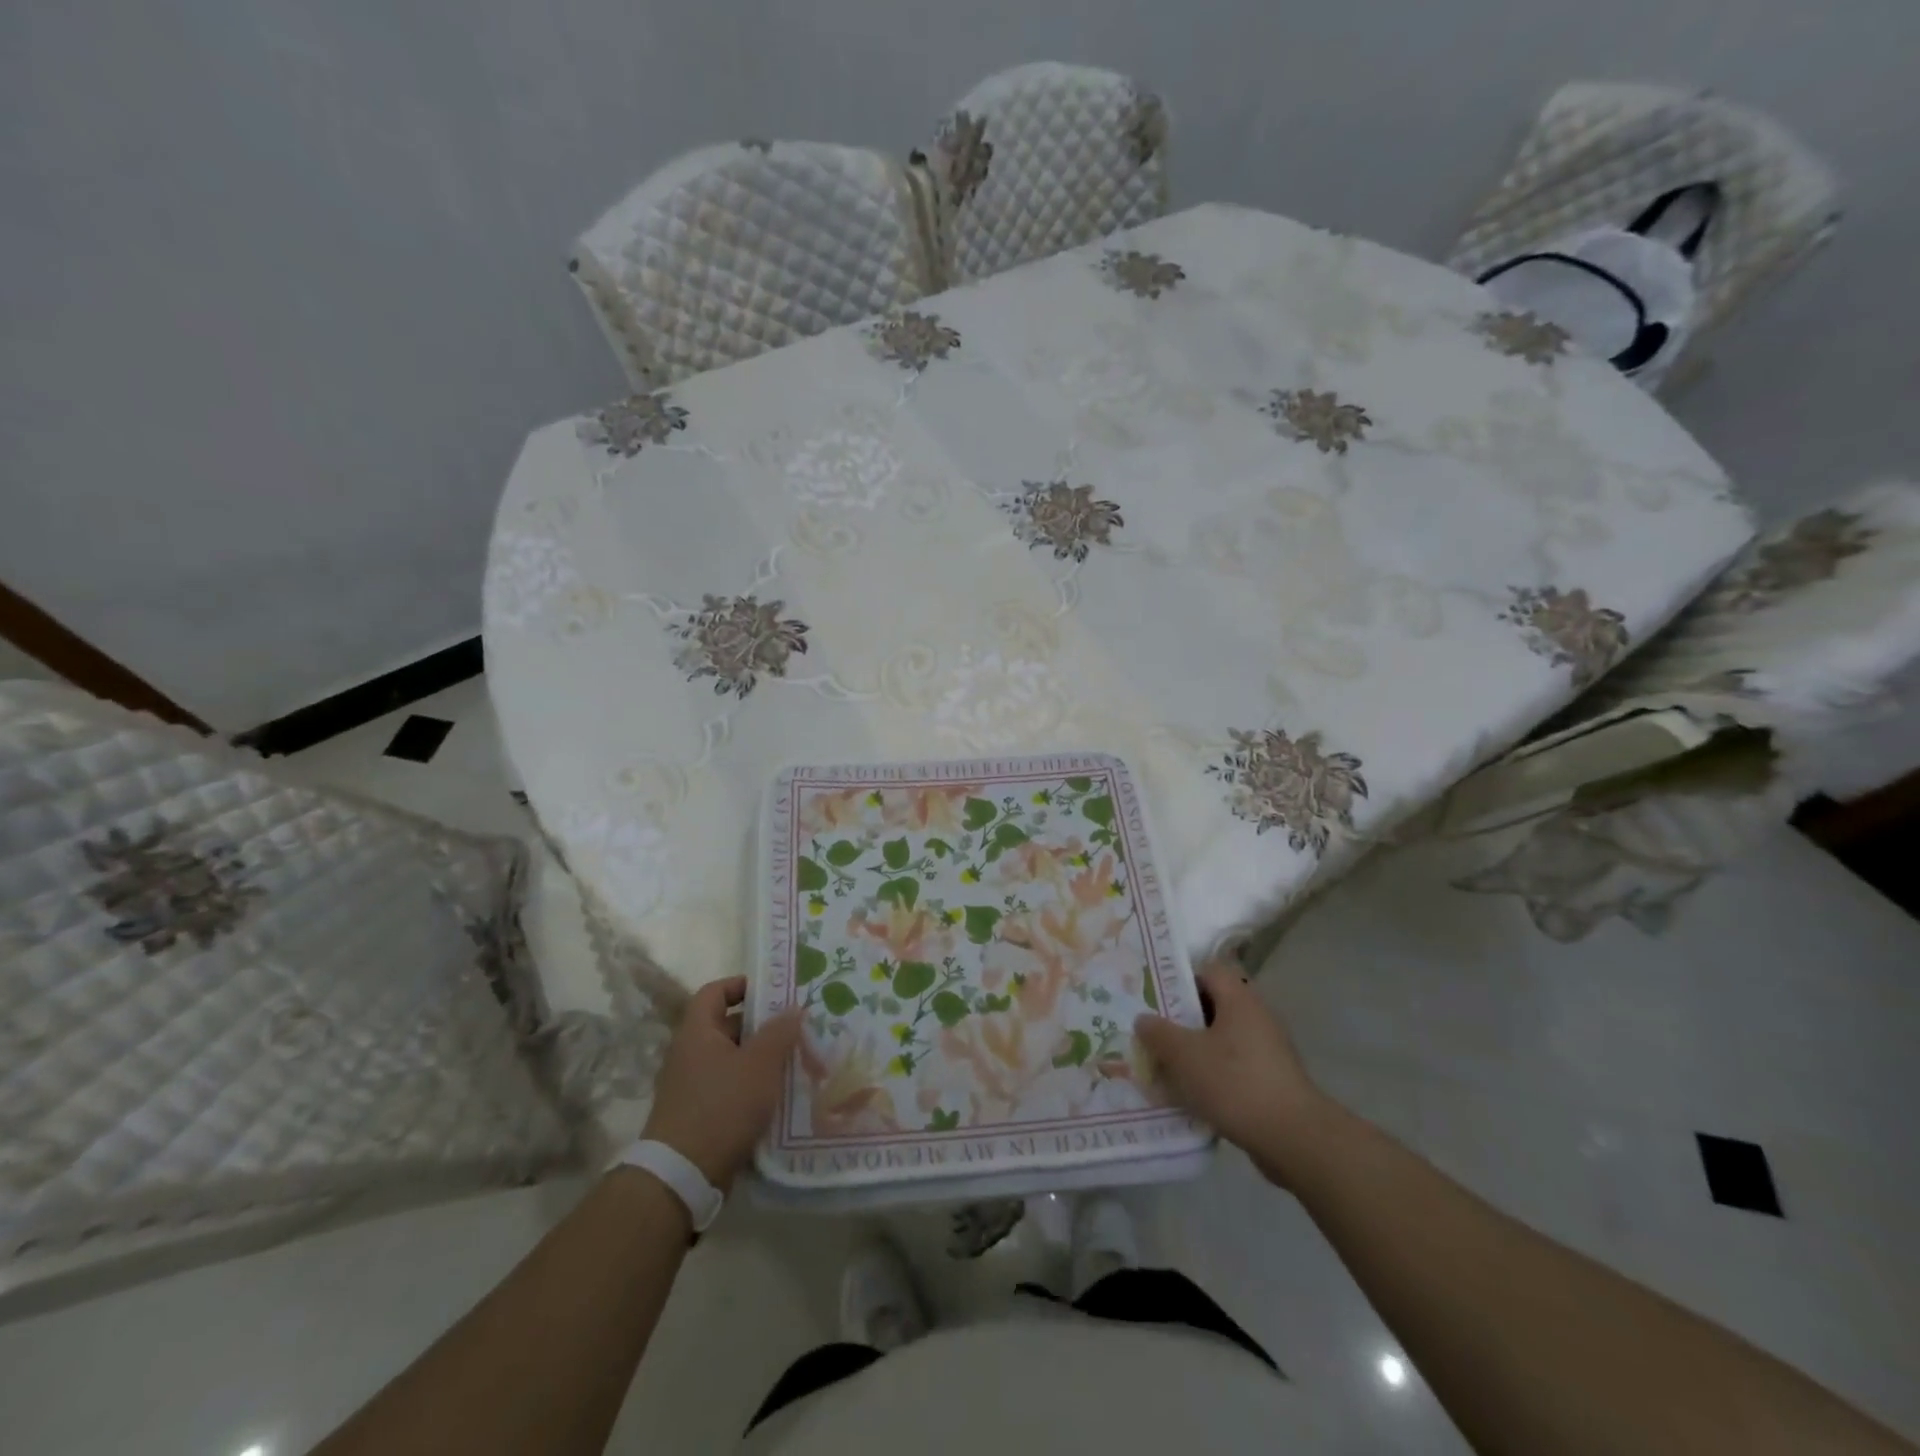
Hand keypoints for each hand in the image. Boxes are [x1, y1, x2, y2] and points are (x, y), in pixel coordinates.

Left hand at [640, 977, 802, 1190]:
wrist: (682, 1176)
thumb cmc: (722, 1107)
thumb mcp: (760, 1064)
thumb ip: (779, 1032)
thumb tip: (793, 1007)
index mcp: (697, 1032)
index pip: (715, 991)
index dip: (741, 986)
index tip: (773, 992)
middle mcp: (689, 1054)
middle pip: (727, 1026)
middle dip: (761, 1026)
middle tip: (795, 1028)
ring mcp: (691, 1087)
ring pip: (732, 1060)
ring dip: (760, 1059)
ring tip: (795, 1061)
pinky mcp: (698, 1115)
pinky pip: (729, 1088)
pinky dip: (752, 1087)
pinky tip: (779, 1096)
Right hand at [1135, 960, 1328, 1187]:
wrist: (1294, 1139)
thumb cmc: (1235, 1083)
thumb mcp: (1185, 1055)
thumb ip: (1158, 1033)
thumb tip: (1144, 1019)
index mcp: (1239, 999)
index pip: (1208, 970)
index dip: (1180, 979)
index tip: (1155, 997)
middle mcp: (1257, 1017)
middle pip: (1213, 1006)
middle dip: (1181, 1020)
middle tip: (1153, 1033)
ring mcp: (1267, 1050)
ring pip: (1221, 1040)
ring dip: (1195, 1051)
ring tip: (1165, 1066)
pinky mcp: (1271, 1080)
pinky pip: (1233, 1067)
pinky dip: (1212, 1075)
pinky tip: (1190, 1095)